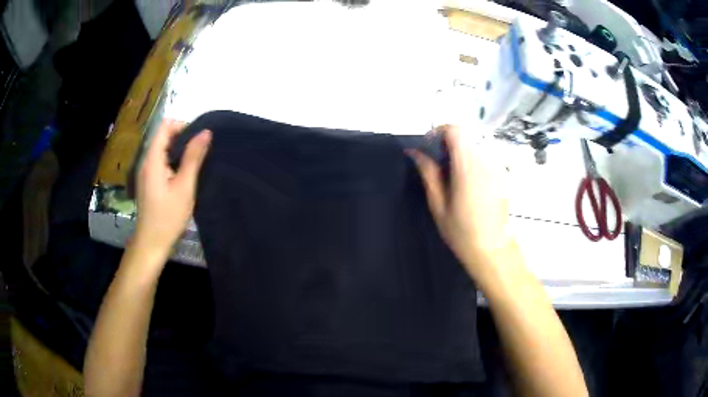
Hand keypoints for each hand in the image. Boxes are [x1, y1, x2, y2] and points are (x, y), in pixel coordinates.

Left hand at [134, 119, 211, 257]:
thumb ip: (193, 157)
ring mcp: (145, 172)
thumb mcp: (184, 186)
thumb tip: (206, 132)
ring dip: (179, 151)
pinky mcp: (148, 182)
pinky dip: (173, 162)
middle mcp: (146, 161)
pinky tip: (184, 176)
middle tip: (201, 152)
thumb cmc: (168, 216)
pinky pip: (161, 163)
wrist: (152, 243)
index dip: (182, 126)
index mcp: (152, 159)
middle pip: (163, 137)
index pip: (165, 126)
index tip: (199, 139)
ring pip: (162, 150)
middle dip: (183, 138)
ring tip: (195, 163)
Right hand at [409, 125, 511, 281]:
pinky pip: (484, 157)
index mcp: (467, 167)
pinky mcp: (503, 174)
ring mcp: (497, 167)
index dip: (438, 132)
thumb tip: (414, 152)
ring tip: (452, 178)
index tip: (429, 147)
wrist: (493, 249)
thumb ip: (428, 173)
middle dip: (447, 145)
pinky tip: (467, 186)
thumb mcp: (438, 205)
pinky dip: (471, 162)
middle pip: (464, 137)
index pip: (455, 130)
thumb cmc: (462, 232)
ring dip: (459, 154)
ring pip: (474, 146)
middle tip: (437, 166)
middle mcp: (485, 161)